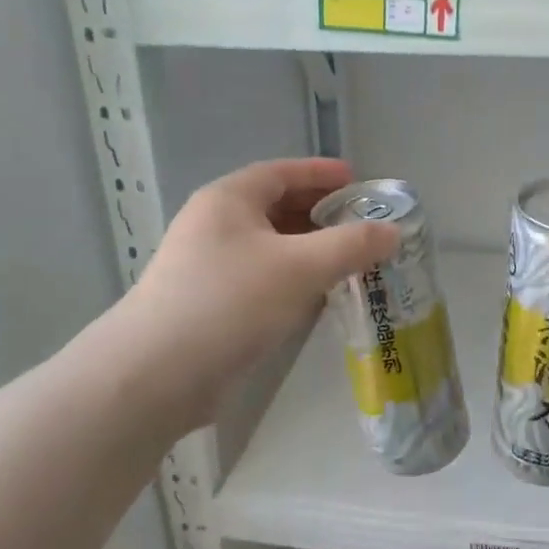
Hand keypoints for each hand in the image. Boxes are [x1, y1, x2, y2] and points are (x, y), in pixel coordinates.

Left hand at [94, 158, 396, 429]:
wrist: (155, 376)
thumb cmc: (230, 302)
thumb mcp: (300, 267)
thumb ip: (351, 245)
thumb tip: (393, 232)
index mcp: (229, 200)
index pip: (282, 172)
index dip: (322, 173)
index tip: (359, 182)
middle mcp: (216, 224)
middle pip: (277, 207)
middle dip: (321, 214)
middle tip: (363, 225)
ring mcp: (209, 266)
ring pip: (271, 246)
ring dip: (310, 250)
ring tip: (351, 261)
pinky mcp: (211, 303)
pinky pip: (263, 278)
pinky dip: (293, 279)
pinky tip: (319, 297)